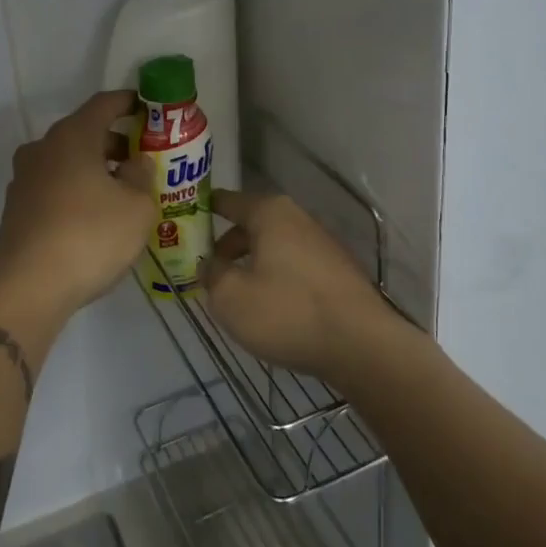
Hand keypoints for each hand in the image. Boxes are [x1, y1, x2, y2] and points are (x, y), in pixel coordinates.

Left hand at [0, 91, 154, 320]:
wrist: (27, 288)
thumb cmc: (90, 236)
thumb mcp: (137, 207)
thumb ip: (142, 176)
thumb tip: (135, 162)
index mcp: (72, 136)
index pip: (104, 104)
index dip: (129, 103)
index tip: (149, 108)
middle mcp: (43, 149)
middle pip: (84, 132)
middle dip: (115, 142)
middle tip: (144, 159)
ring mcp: (24, 179)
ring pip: (67, 161)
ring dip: (95, 168)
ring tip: (123, 192)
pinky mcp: (16, 208)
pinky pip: (54, 186)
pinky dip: (76, 190)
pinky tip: (95, 217)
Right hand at [202, 189, 399, 382]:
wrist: (361, 345)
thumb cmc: (287, 312)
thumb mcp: (230, 297)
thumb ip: (211, 275)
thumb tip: (209, 265)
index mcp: (270, 213)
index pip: (228, 201)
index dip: (204, 210)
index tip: (184, 220)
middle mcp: (298, 218)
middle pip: (252, 225)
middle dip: (227, 246)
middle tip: (207, 270)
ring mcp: (323, 244)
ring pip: (274, 248)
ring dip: (252, 265)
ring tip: (236, 295)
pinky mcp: (338, 272)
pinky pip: (294, 267)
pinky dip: (277, 279)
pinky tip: (271, 308)